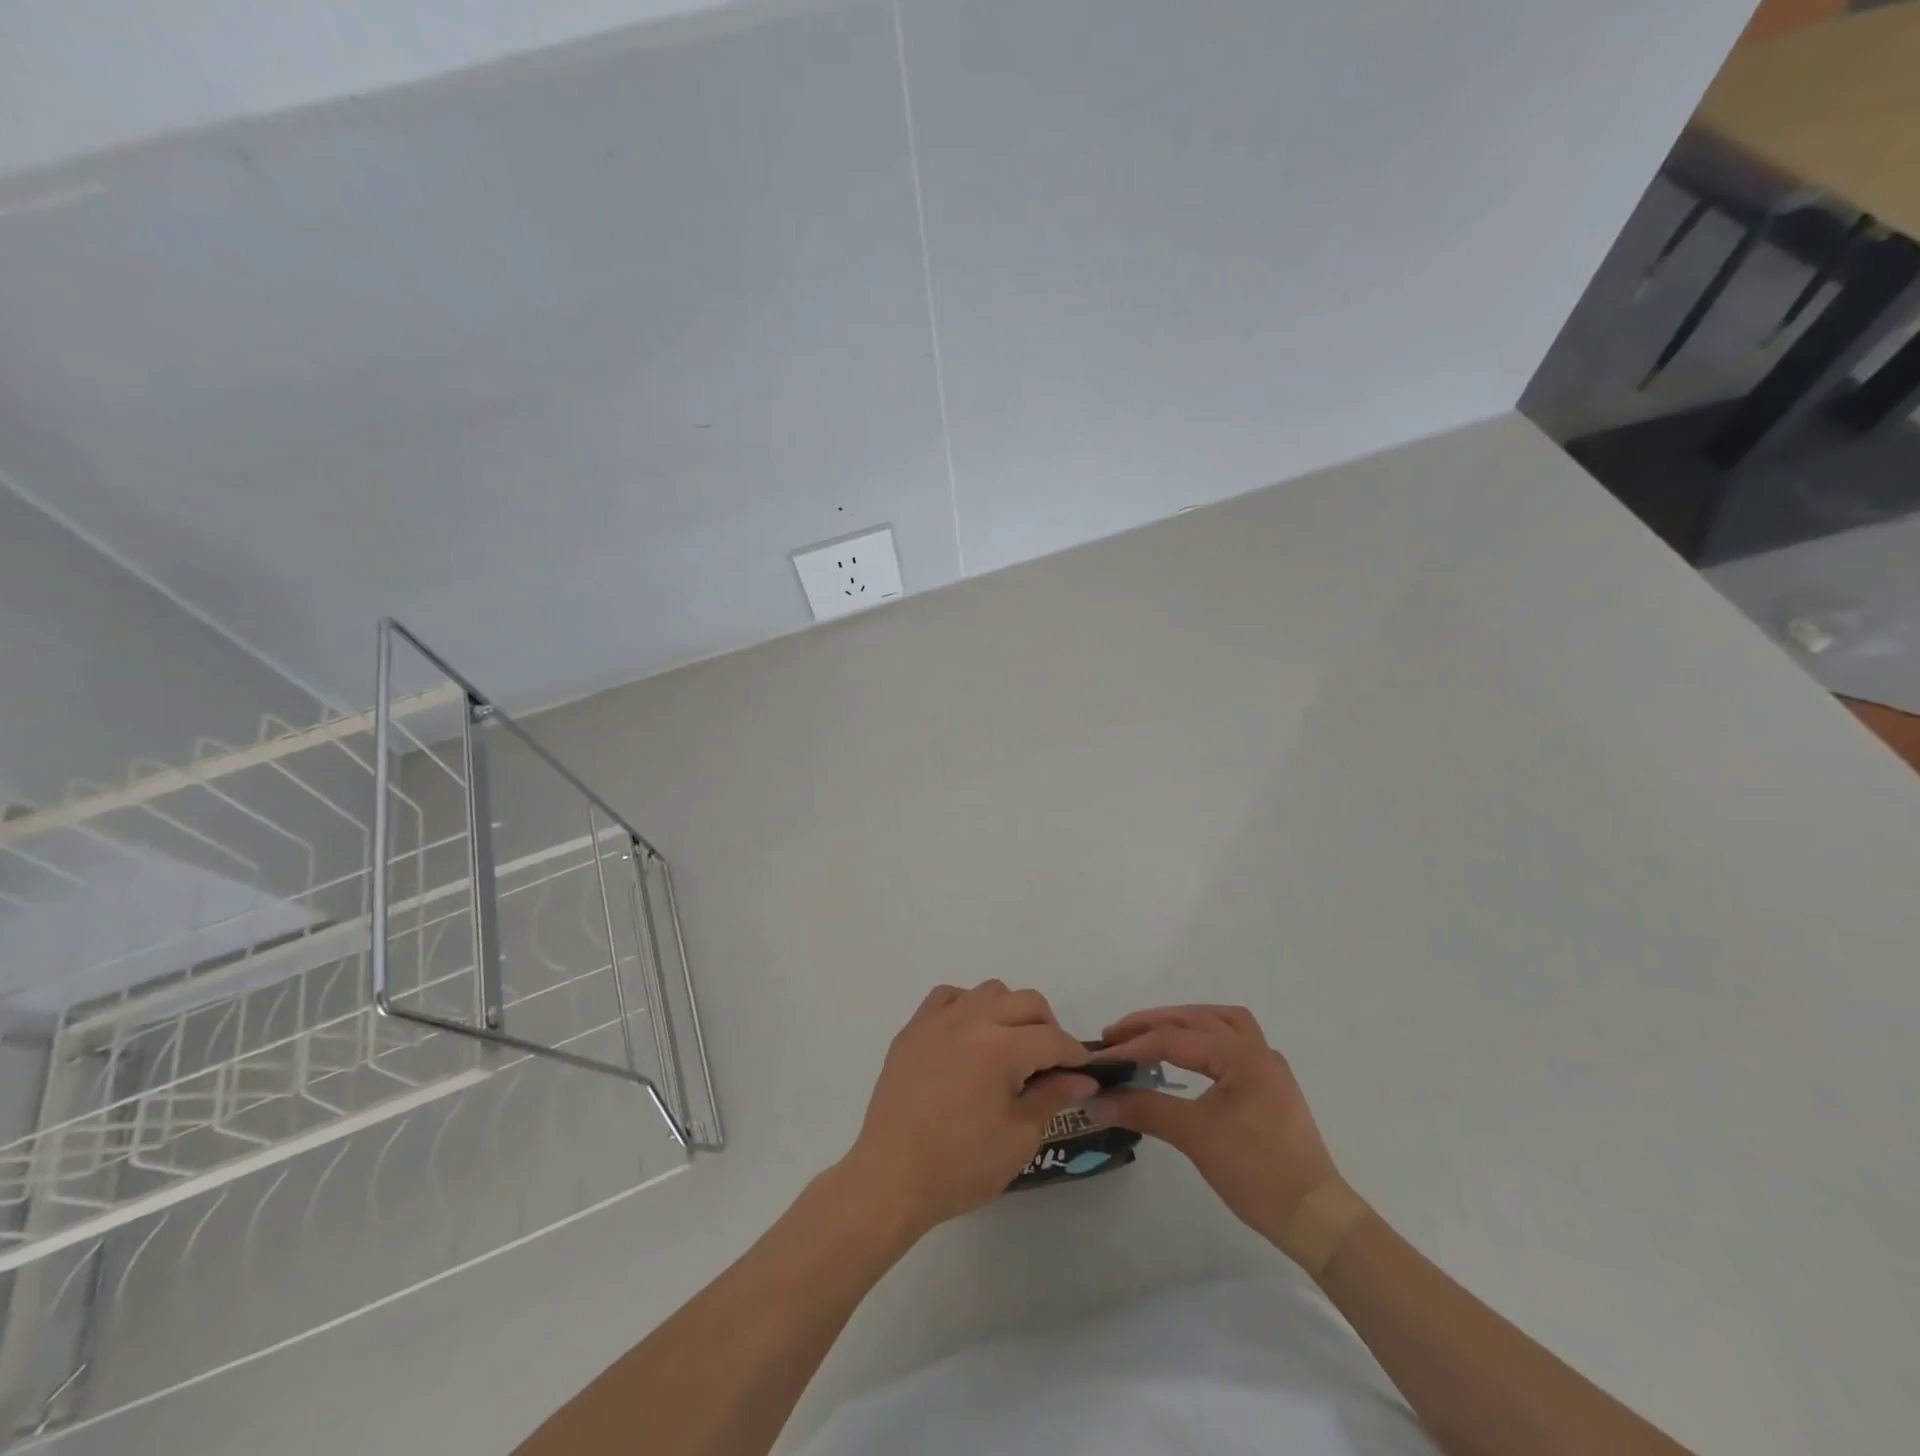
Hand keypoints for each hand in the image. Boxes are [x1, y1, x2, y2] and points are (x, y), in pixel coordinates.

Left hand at [838, 981, 1096, 1241]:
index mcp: (1001, 1047)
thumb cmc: (961, 1165)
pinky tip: (969, 1037)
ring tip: (1009, 1049)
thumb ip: (1052, 1096)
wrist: (891, 1177)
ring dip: (1009, 1012)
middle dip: (1048, 1028)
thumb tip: (1081, 1078)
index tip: (1085, 1073)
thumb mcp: (1019, 1137)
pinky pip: (948, 997)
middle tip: (1050, 1064)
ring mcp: (938, 1020)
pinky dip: (967, 1007)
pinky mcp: (913, 1029)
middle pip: (1026, 1002)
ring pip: (989, 991)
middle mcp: (971, 1019)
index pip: (1052, 1038)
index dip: (1075, 1055)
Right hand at [1098, 1005, 1339, 1250]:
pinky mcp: (1270, 1088)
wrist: (1316, 1220)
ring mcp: (1268, 1068)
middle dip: (1154, 1023)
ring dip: (1184, 1023)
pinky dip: (1205, 1038)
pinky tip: (1189, 1056)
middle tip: (1117, 1035)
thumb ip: (1145, 1109)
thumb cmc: (1257, 1173)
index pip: (1175, 1040)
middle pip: (1197, 1019)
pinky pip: (1232, 1043)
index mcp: (1242, 1055)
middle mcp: (1257, 1050)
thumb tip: (1098, 1100)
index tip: (1099, 1057)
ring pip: (1221, 1023)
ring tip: (1152, 1033)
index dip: (1133, 1046)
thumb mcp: (1195, 1137)